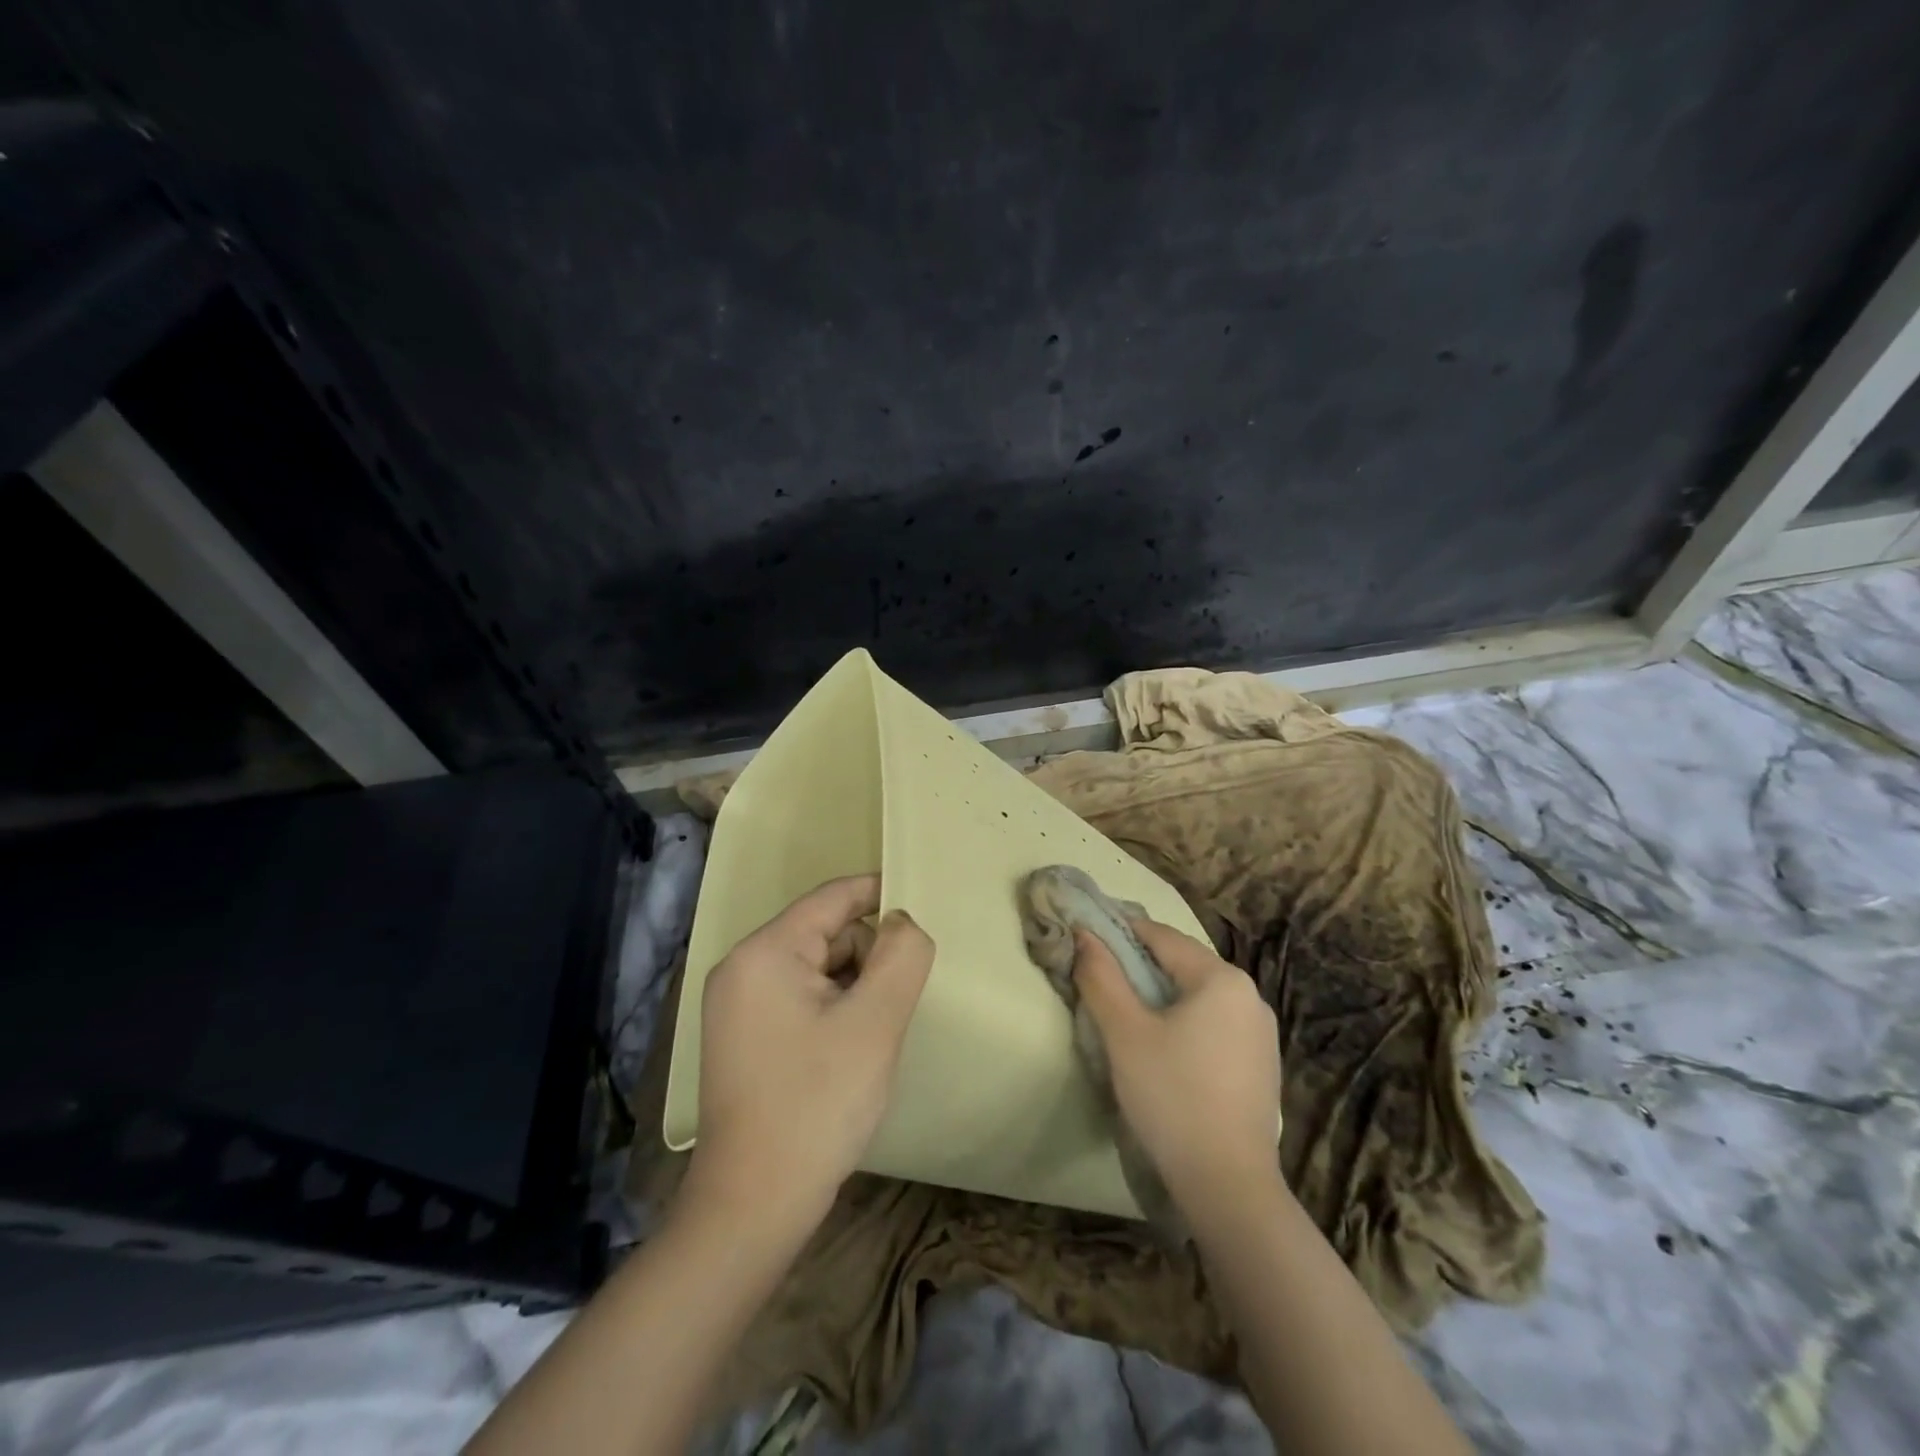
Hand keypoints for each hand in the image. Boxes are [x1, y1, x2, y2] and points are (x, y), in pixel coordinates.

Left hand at [687, 875, 934, 1232]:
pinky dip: (833, 1009)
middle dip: (868, 955)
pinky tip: (849, 1049)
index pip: (833, 898)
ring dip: (854, 987)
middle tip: (896, 1003)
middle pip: (825, 933)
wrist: (754, 1206)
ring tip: (872, 1034)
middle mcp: (742, 967)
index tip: (924, 909)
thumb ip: (901, 956)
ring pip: (816, 968)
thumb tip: (903, 922)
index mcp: (765, 952)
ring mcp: (737, 1005)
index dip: (881, 894)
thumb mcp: (875, 1022)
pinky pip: (800, 998)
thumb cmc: (817, 1104)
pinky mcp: (743, 1036)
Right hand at [1073, 918, 1280, 1211]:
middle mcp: (1249, 995)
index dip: (1120, 931)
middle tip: (1099, 975)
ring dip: (1161, 994)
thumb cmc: (1172, 1097)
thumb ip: (1101, 977)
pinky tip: (1163, 1046)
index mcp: (1221, 978)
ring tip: (1124, 1010)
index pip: (1161, 936)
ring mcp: (1261, 1032)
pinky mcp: (1261, 1064)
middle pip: (1183, 963)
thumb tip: (1084, 935)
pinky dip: (1185, 1021)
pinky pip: (1215, 1023)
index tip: (1086, 935)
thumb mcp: (1124, 1033)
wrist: (1229, 1186)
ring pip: (1199, 995)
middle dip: (1139, 964)